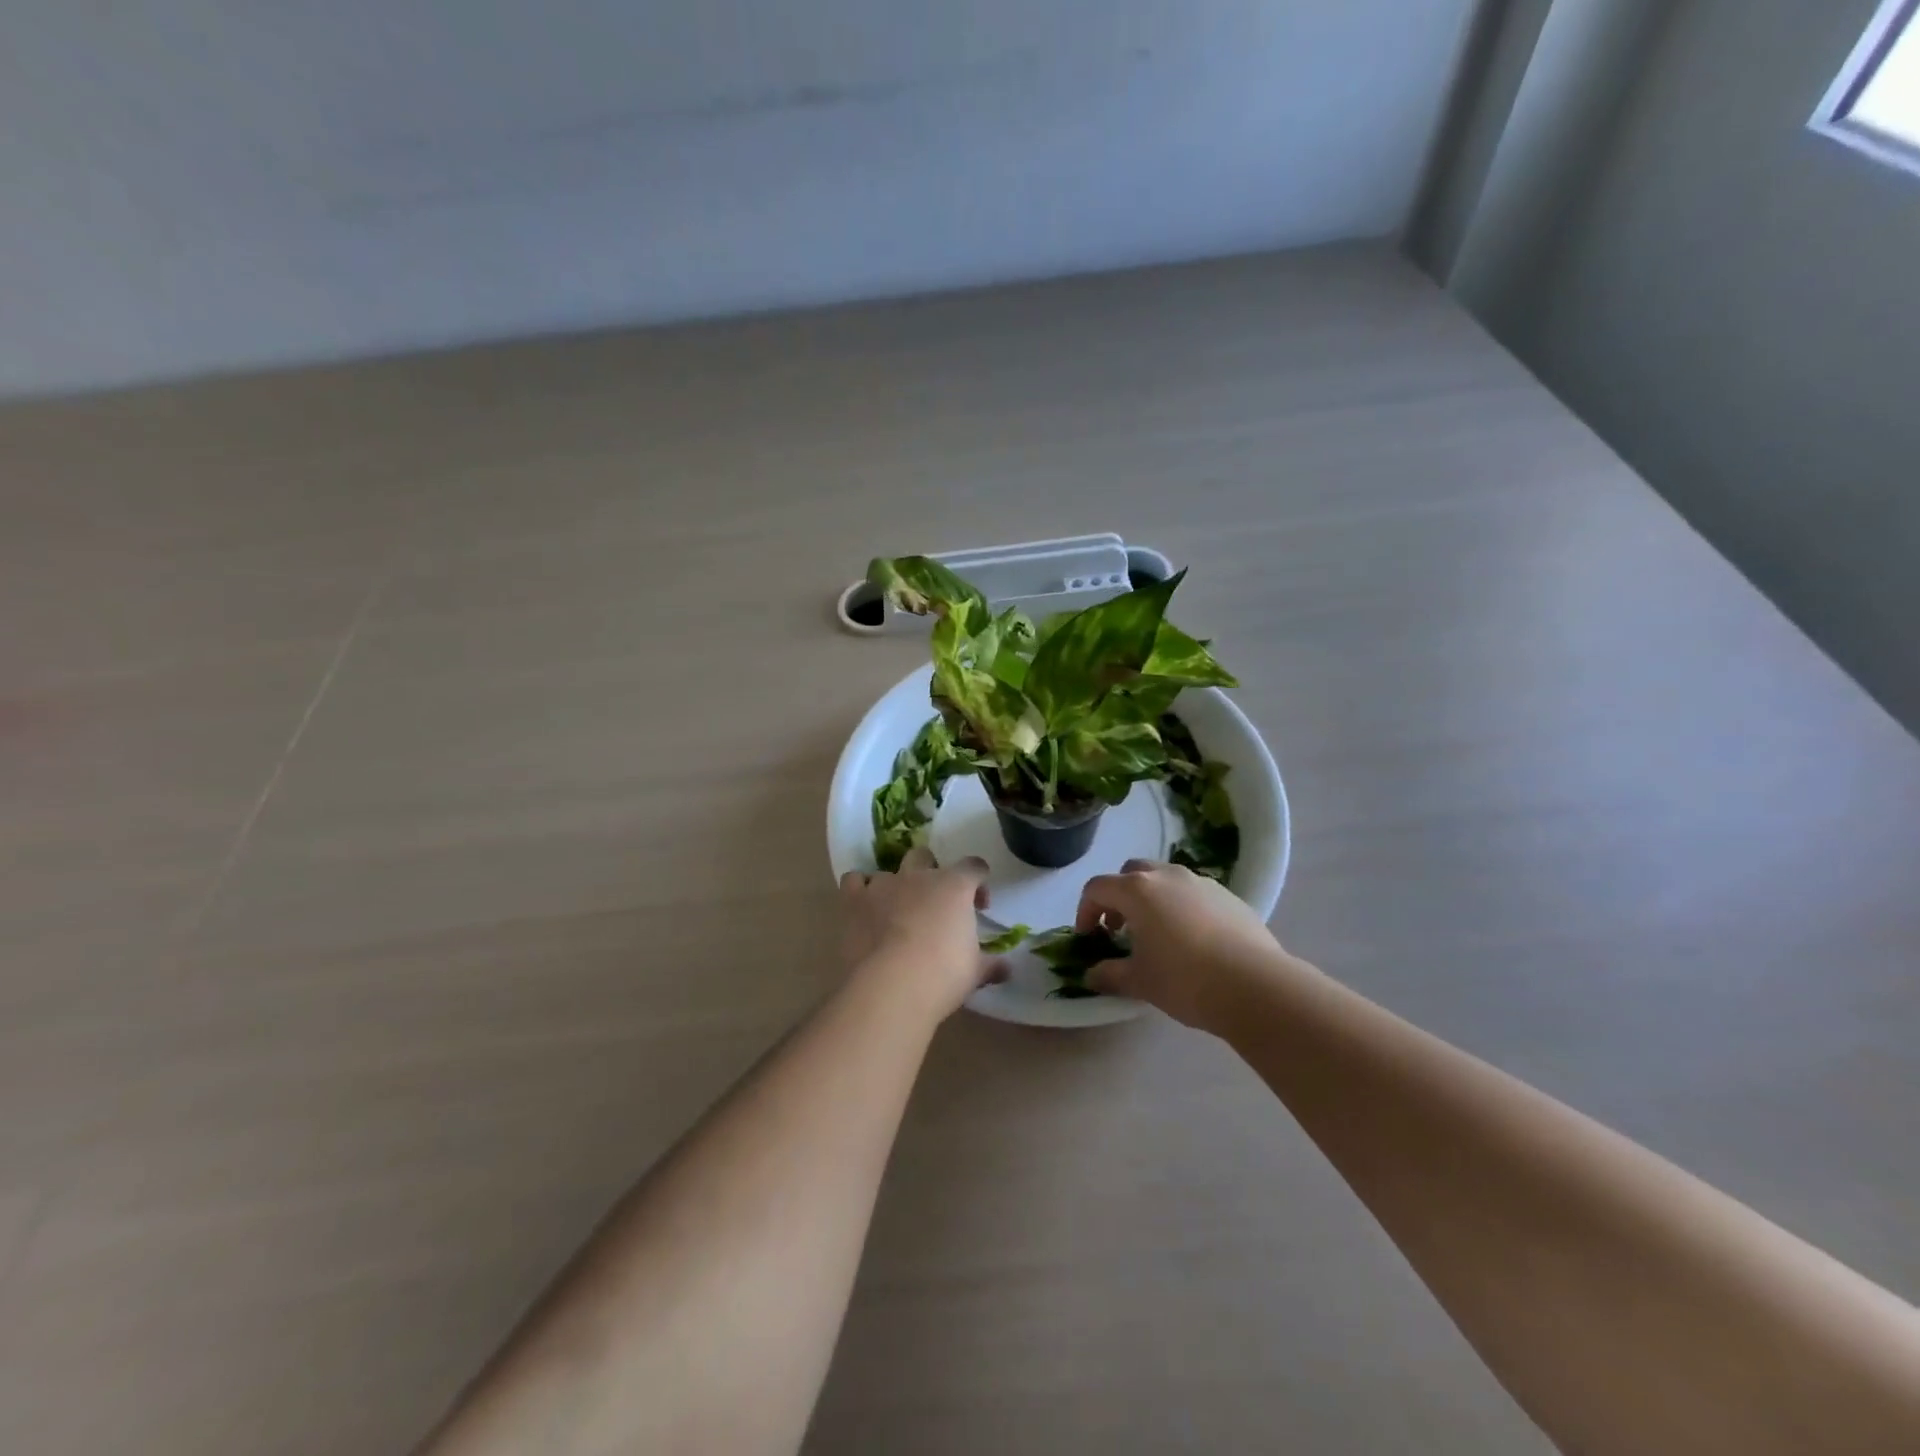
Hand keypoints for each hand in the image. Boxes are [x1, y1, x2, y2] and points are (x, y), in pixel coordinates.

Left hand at [840, 847, 1004, 1020]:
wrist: (892, 986)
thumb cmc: (943, 975)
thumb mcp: (974, 972)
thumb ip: (990, 965)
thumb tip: (1007, 969)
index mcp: (954, 886)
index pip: (973, 866)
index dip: (979, 881)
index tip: (980, 905)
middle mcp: (919, 876)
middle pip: (925, 856)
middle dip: (931, 871)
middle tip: (935, 901)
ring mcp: (883, 885)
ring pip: (887, 871)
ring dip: (894, 887)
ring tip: (896, 911)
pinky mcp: (854, 900)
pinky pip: (854, 881)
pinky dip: (859, 890)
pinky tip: (864, 908)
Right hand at [1074, 859, 1299, 1031]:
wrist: (1256, 986)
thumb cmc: (1185, 980)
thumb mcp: (1139, 982)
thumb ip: (1109, 975)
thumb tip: (1091, 976)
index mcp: (1137, 891)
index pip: (1097, 888)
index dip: (1085, 910)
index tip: (1088, 937)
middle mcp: (1167, 876)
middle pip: (1131, 873)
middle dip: (1119, 896)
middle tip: (1119, 929)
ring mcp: (1201, 882)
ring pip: (1165, 879)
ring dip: (1152, 899)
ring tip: (1157, 934)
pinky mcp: (1229, 896)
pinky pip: (1193, 893)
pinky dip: (1182, 907)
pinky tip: (1192, 940)